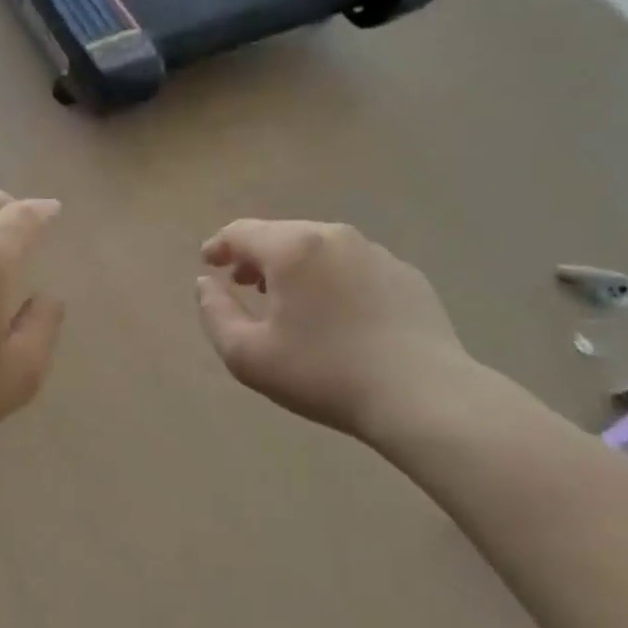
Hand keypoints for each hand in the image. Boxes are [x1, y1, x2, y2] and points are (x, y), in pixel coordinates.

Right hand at [195, 220, 473, 439]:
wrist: (422, 396)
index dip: (219, 246)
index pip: (242, 232)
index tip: (208, 264)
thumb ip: (215, 313)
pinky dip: (331, 279)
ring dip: (294, 267)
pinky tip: (336, 316)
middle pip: (282, 235)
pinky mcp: (406, 276)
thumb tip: (206, 284)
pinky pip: (353, 267)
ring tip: (287, 300)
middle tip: (243, 284)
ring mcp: (377, 253)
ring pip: (320, 249)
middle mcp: (335, 237)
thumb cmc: (323, 373)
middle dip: (256, 256)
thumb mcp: (247, 355)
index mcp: (294, 248)